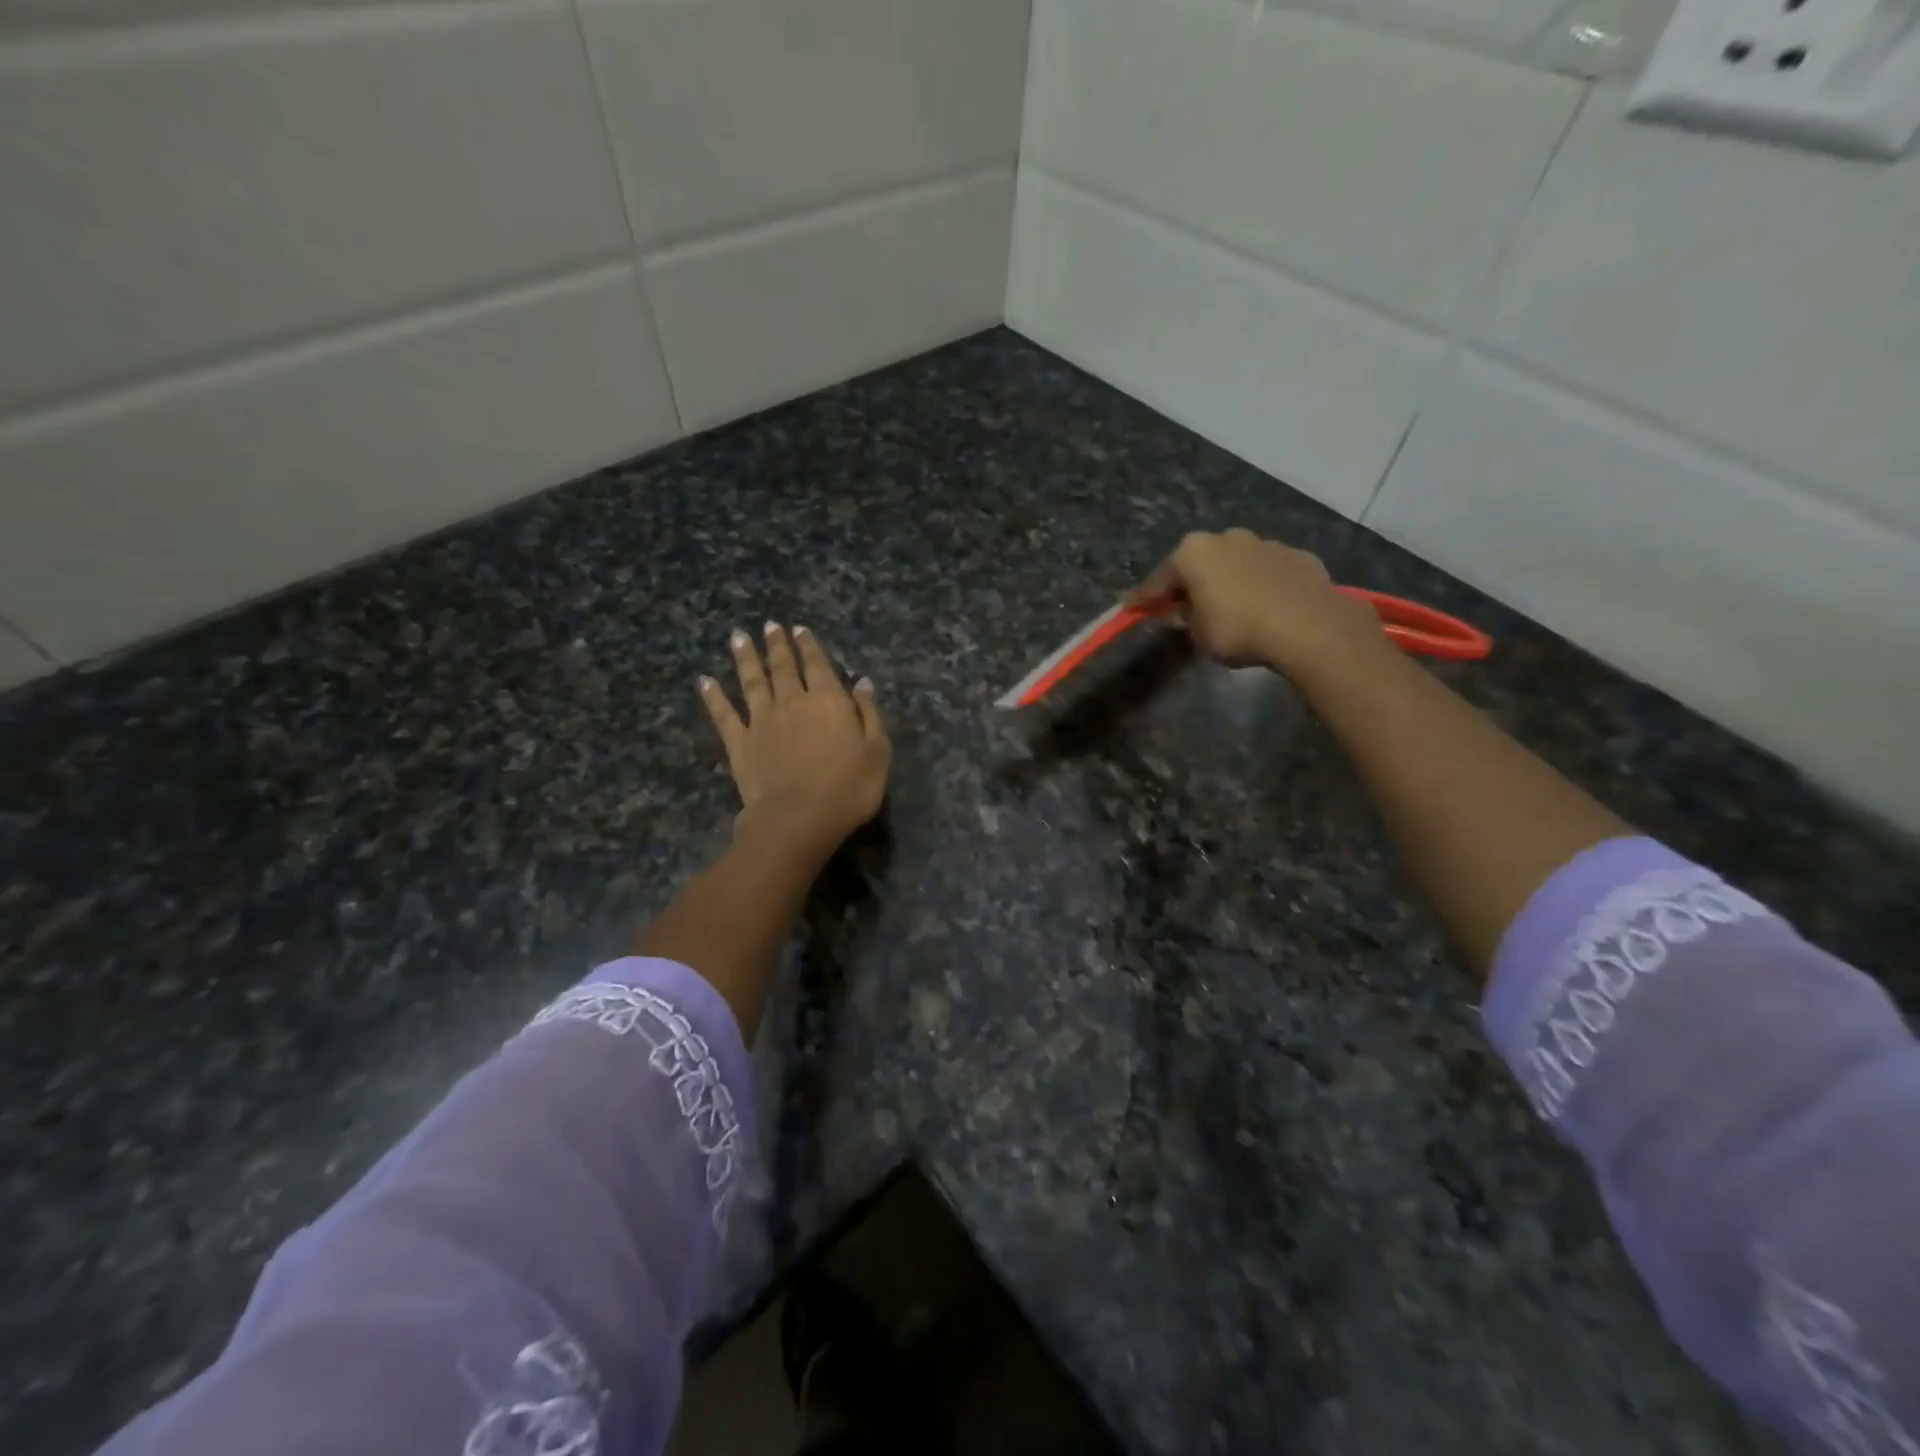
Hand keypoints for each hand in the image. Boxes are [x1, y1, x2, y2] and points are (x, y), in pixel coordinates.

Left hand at [701, 622, 890, 854]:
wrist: (798, 817)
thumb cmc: (849, 787)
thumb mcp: (877, 751)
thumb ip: (869, 714)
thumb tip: (862, 682)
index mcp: (828, 700)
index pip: (817, 665)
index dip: (808, 646)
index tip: (799, 628)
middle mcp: (792, 702)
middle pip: (782, 667)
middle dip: (777, 645)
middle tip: (769, 626)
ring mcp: (761, 721)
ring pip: (752, 681)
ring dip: (745, 658)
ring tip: (738, 637)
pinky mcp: (739, 743)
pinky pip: (723, 714)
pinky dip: (713, 697)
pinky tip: (704, 682)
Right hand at [1128, 528, 1383, 678]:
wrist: (1306, 625)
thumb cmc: (1238, 629)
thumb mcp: (1199, 634)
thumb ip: (1185, 619)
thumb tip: (1181, 612)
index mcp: (1193, 552)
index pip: (1159, 579)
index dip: (1144, 598)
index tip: (1130, 608)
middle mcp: (1226, 538)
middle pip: (1199, 563)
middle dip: (1190, 583)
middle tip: (1183, 607)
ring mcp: (1264, 543)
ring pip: (1236, 563)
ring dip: (1228, 581)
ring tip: (1230, 607)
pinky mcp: (1296, 556)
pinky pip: (1267, 572)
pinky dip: (1260, 585)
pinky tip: (1265, 606)